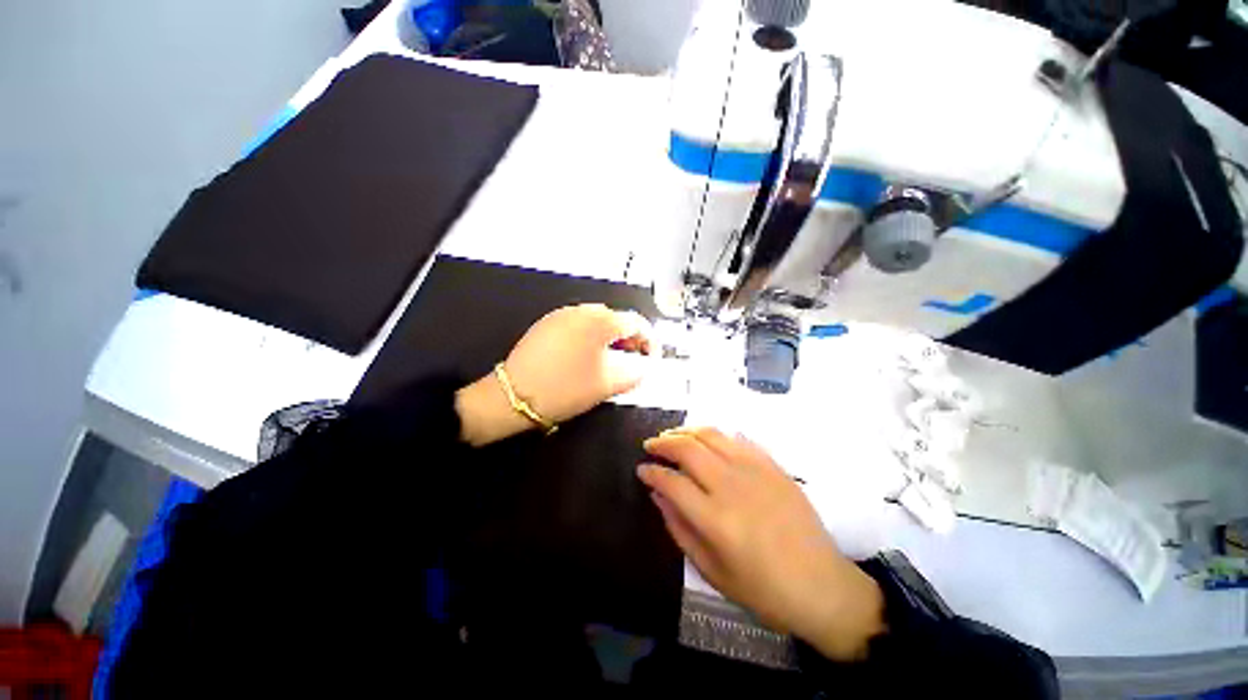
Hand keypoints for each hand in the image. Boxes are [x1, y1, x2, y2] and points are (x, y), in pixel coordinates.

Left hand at [456, 304, 652, 445]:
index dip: (650, 341)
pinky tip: (586, 358)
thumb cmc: (566, 388)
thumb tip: (645, 364)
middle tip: (632, 362)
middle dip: (629, 339)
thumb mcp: (609, 383)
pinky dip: (590, 338)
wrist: (514, 395)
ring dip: (610, 339)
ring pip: (597, 322)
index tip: (651, 359)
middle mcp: (581, 310)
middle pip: (617, 319)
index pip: (637, 323)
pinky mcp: (547, 324)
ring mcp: (561, 315)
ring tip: (610, 361)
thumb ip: (637, 371)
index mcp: (600, 321)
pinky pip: (578, 326)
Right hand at [638, 428, 885, 660]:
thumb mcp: (712, 572)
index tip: (641, 469)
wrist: (823, 586)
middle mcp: (732, 485)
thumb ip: (679, 529)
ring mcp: (755, 470)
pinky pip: (737, 438)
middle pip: (688, 448)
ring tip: (673, 436)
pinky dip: (715, 435)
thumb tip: (658, 495)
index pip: (671, 481)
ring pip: (711, 435)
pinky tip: (707, 442)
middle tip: (651, 445)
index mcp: (716, 519)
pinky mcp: (772, 465)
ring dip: (686, 431)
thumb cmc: (764, 590)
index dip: (651, 472)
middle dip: (663, 442)